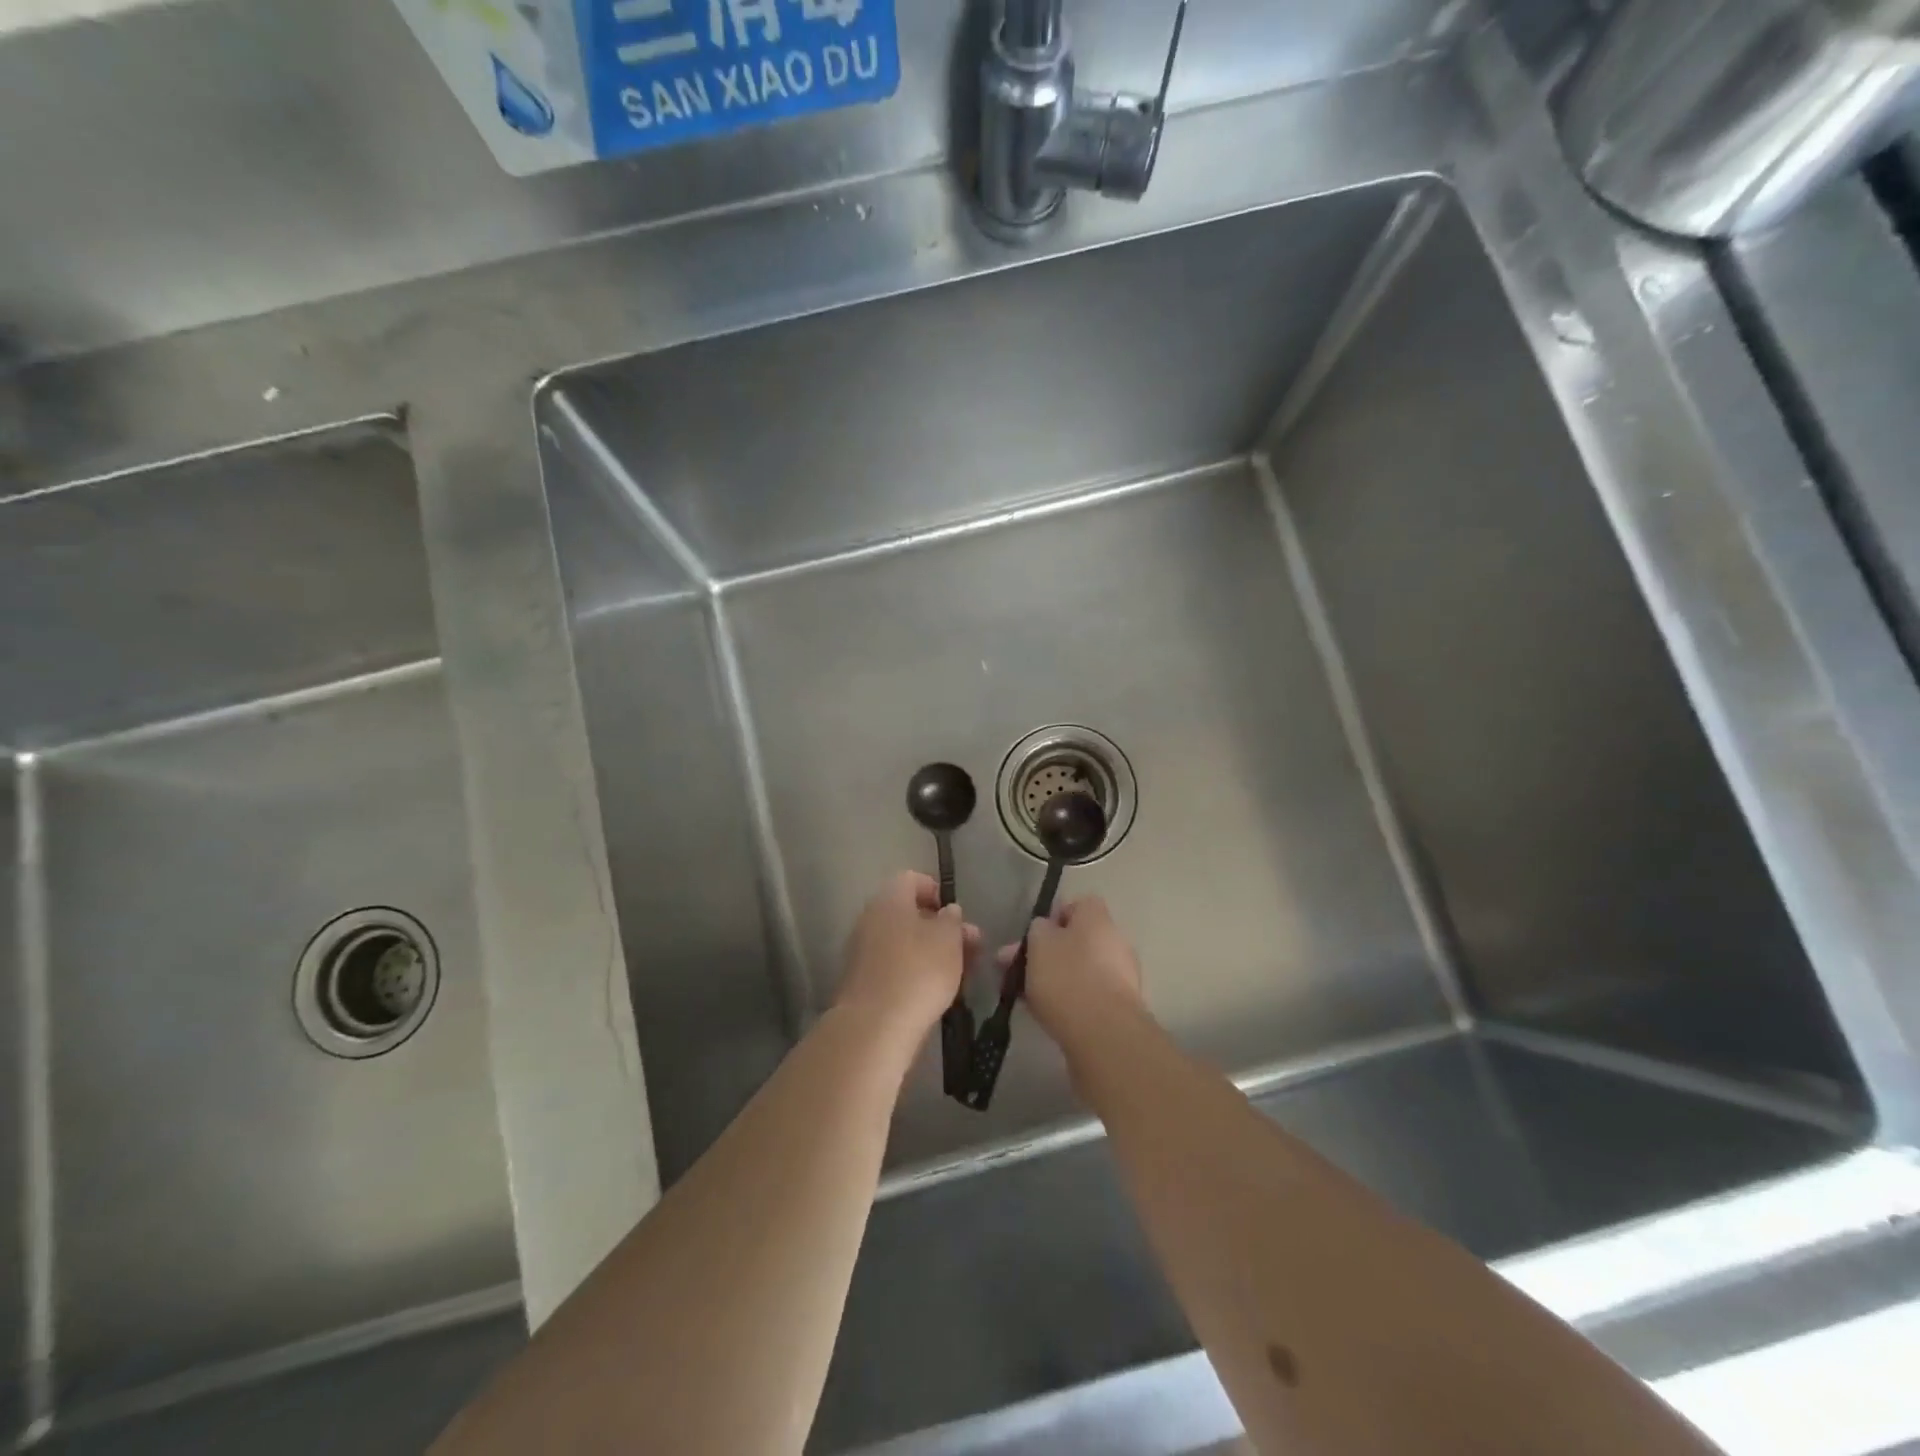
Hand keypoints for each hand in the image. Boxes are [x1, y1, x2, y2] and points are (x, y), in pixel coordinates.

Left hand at [835, 872, 979, 1052]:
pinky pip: (892, 965)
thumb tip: (948, 912)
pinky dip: (913, 971)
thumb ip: (952, 921)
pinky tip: (934, 990)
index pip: (912, 879)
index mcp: (890, 898)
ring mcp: (861, 950)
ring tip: (959, 973)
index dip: (936, 891)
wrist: (875, 1026)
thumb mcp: (949, 940)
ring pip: (902, 941)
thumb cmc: (919, 971)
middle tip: (968, 948)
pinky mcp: (861, 980)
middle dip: (940, 928)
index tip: (957, 915)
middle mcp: (870, 918)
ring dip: (930, 952)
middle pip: (908, 913)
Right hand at [998, 896, 1146, 1057]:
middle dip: (1047, 953)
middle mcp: (1115, 941)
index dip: (1054, 918)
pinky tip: (1046, 1014)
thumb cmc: (1067, 977)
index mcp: (1098, 918)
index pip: (1078, 905)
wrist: (1103, 1033)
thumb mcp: (1038, 943)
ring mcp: (1122, 976)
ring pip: (1080, 969)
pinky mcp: (1120, 1008)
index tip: (1033, 937)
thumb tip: (1043, 929)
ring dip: (1056, 978)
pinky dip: (1069, 1000)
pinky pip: (1088, 995)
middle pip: (1077, 940)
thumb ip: (1037, 930)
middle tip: (1017, 971)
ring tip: (1025, 996)